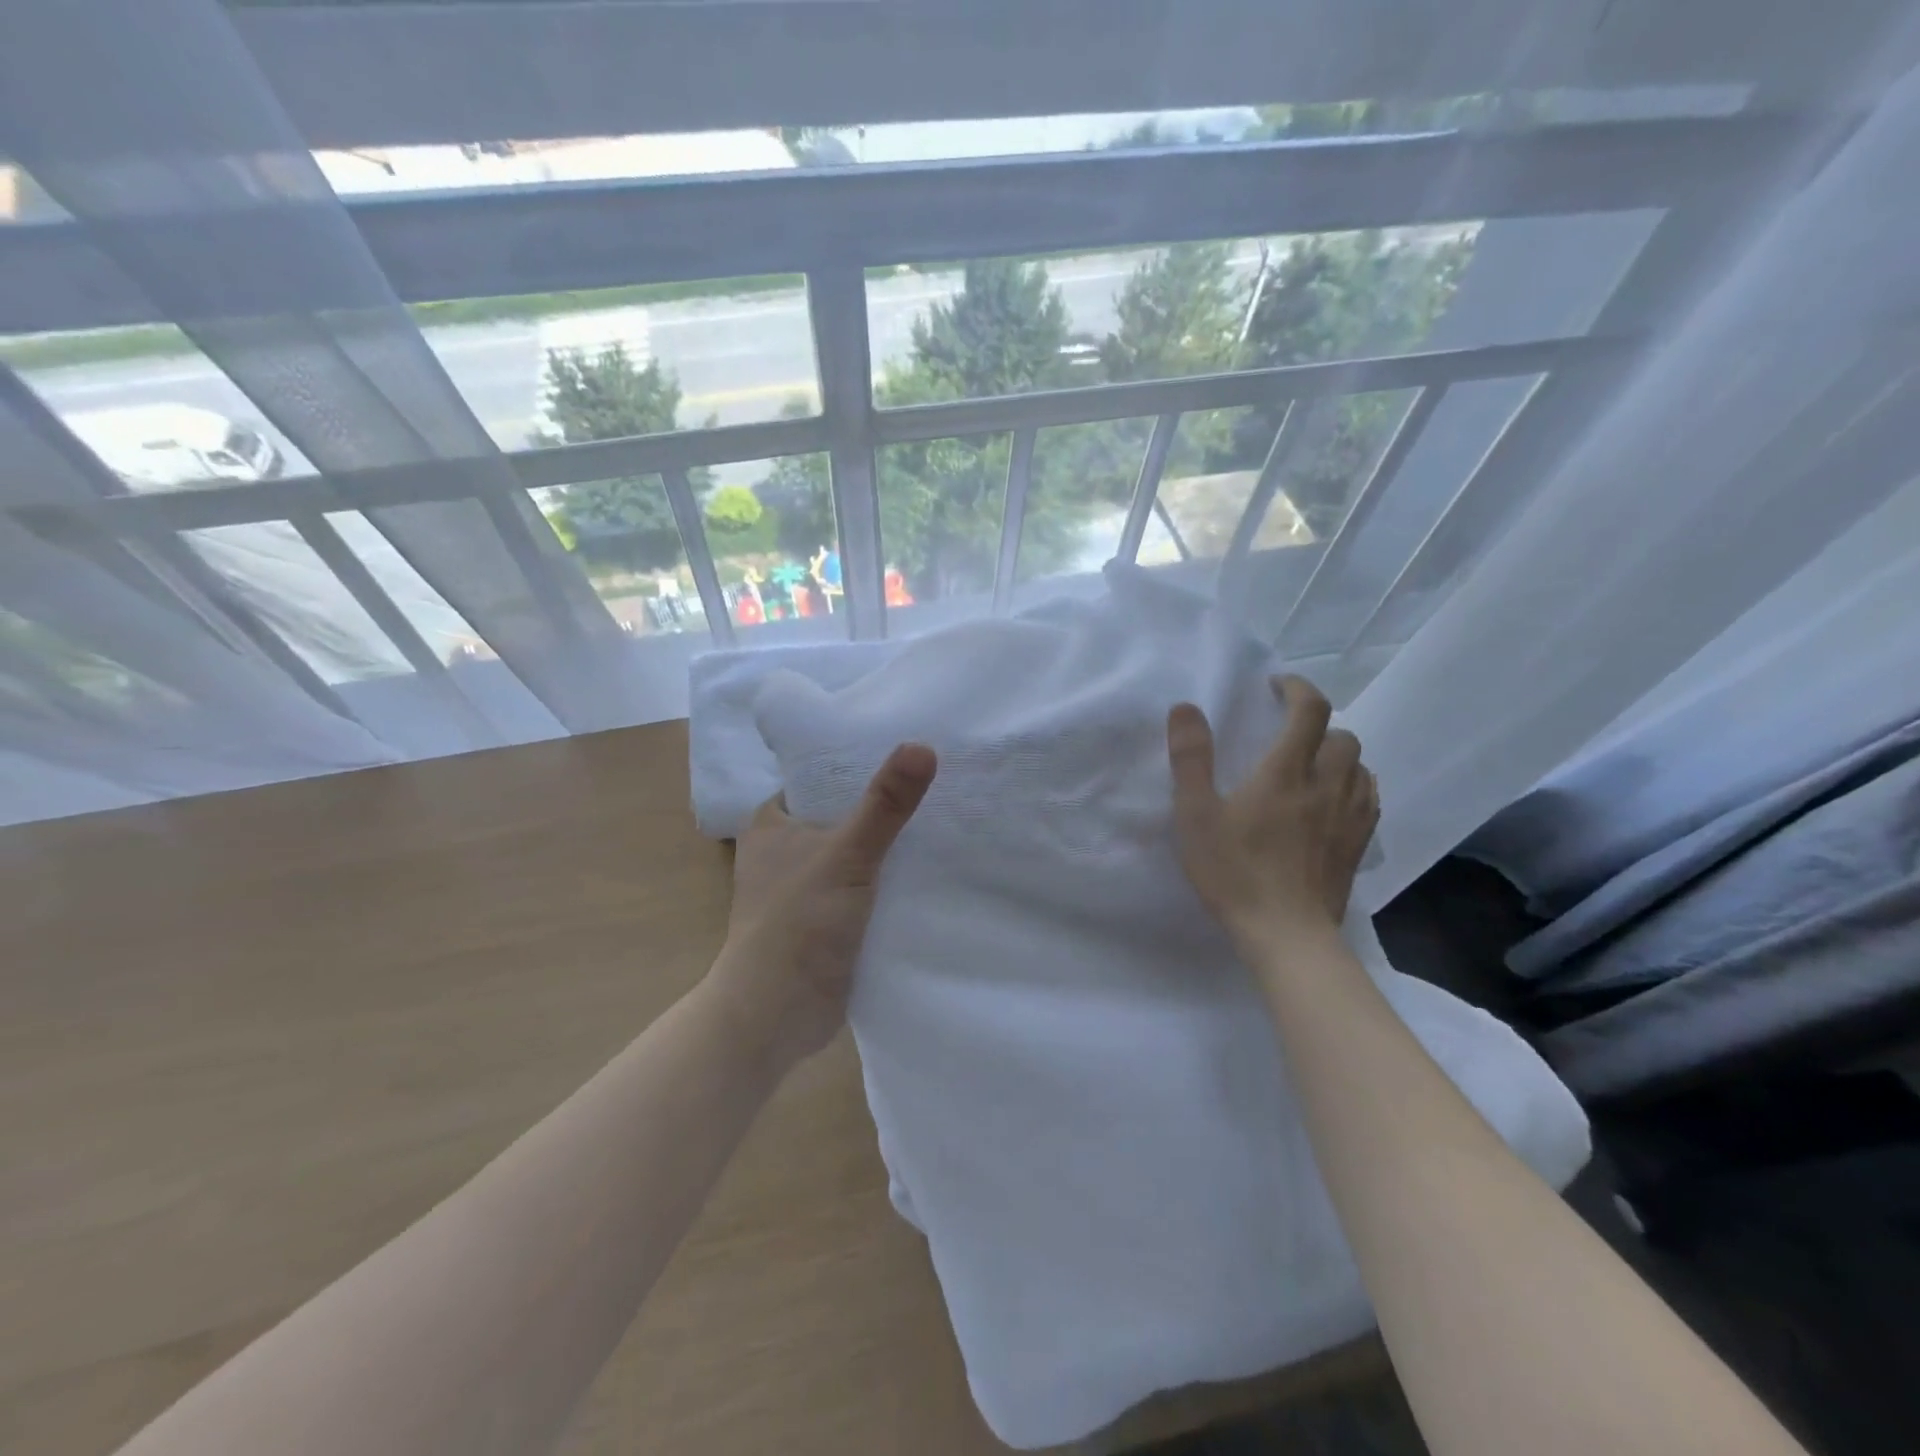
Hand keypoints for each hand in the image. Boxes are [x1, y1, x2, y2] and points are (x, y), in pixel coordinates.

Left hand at [706, 743, 937, 1069]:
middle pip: (844, 815)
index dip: (862, 764)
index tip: (911, 752)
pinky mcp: (825, 920)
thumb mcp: (846, 855)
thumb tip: (922, 746)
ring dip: (890, 848)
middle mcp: (785, 850)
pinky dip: (889, 882)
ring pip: (856, 854)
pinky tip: (929, 873)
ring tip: (945, 822)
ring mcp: (805, 888)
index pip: (822, 777)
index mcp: (773, 822)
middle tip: (940, 786)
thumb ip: (885, 804)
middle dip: (884, 808)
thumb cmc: (797, 924)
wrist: (774, 1016)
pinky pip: (864, 888)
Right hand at [1166, 675, 1377, 945]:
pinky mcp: (1359, 844)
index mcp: (1287, 771)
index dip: (1297, 688)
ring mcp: (1350, 816)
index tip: (1276, 688)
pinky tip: (1333, 801)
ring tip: (1311, 766)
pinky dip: (1353, 785)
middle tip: (1287, 735)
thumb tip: (1186, 707)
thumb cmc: (1234, 872)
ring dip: (1338, 755)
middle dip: (1318, 724)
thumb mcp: (1195, 814)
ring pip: (1361, 766)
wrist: (1286, 934)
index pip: (1310, 709)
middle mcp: (1327, 784)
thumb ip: (1191, 758)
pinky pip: (1369, 797)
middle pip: (1343, 736)